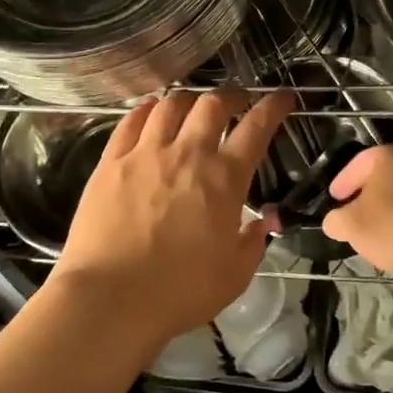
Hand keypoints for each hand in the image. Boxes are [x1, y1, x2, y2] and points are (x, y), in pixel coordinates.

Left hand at [51, 88, 295, 353]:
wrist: (111, 297)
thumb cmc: (180, 291)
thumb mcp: (235, 275)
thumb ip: (253, 243)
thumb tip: (262, 222)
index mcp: (224, 179)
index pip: (256, 128)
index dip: (273, 107)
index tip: (281, 98)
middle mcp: (187, 154)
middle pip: (213, 104)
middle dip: (231, 96)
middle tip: (237, 102)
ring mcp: (145, 153)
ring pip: (171, 105)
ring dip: (189, 98)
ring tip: (193, 105)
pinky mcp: (111, 161)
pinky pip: (131, 120)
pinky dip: (147, 109)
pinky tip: (151, 111)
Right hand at [320, 143, 392, 275]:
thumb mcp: (351, 226)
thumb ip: (336, 221)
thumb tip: (334, 222)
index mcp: (387, 155)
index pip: (356, 164)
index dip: (341, 183)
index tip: (334, 199)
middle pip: (383, 176)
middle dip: (367, 195)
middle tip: (355, 213)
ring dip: (391, 208)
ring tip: (379, 230)